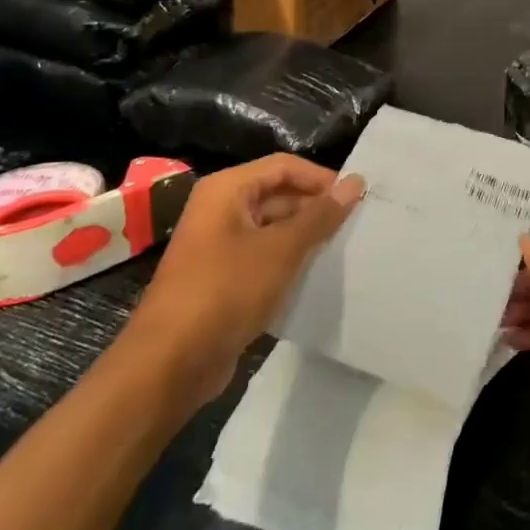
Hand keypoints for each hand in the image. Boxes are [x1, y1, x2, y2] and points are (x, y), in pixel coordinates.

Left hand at [133, 155, 363, 397]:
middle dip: (316, 208)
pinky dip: (291, 261)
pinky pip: (265, 257)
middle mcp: (221, 210)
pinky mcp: (224, 278)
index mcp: (226, 190)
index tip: (358, 199)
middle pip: (278, 194)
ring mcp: (220, 245)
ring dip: (306, 236)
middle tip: (358, 225)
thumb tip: (355, 183)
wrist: (171, 362)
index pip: (284, 167)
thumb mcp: (280, 250)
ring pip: (274, 228)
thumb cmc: (226, 291)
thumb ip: (319, 215)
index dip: (321, 178)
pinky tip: (319, 275)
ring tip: (346, 248)